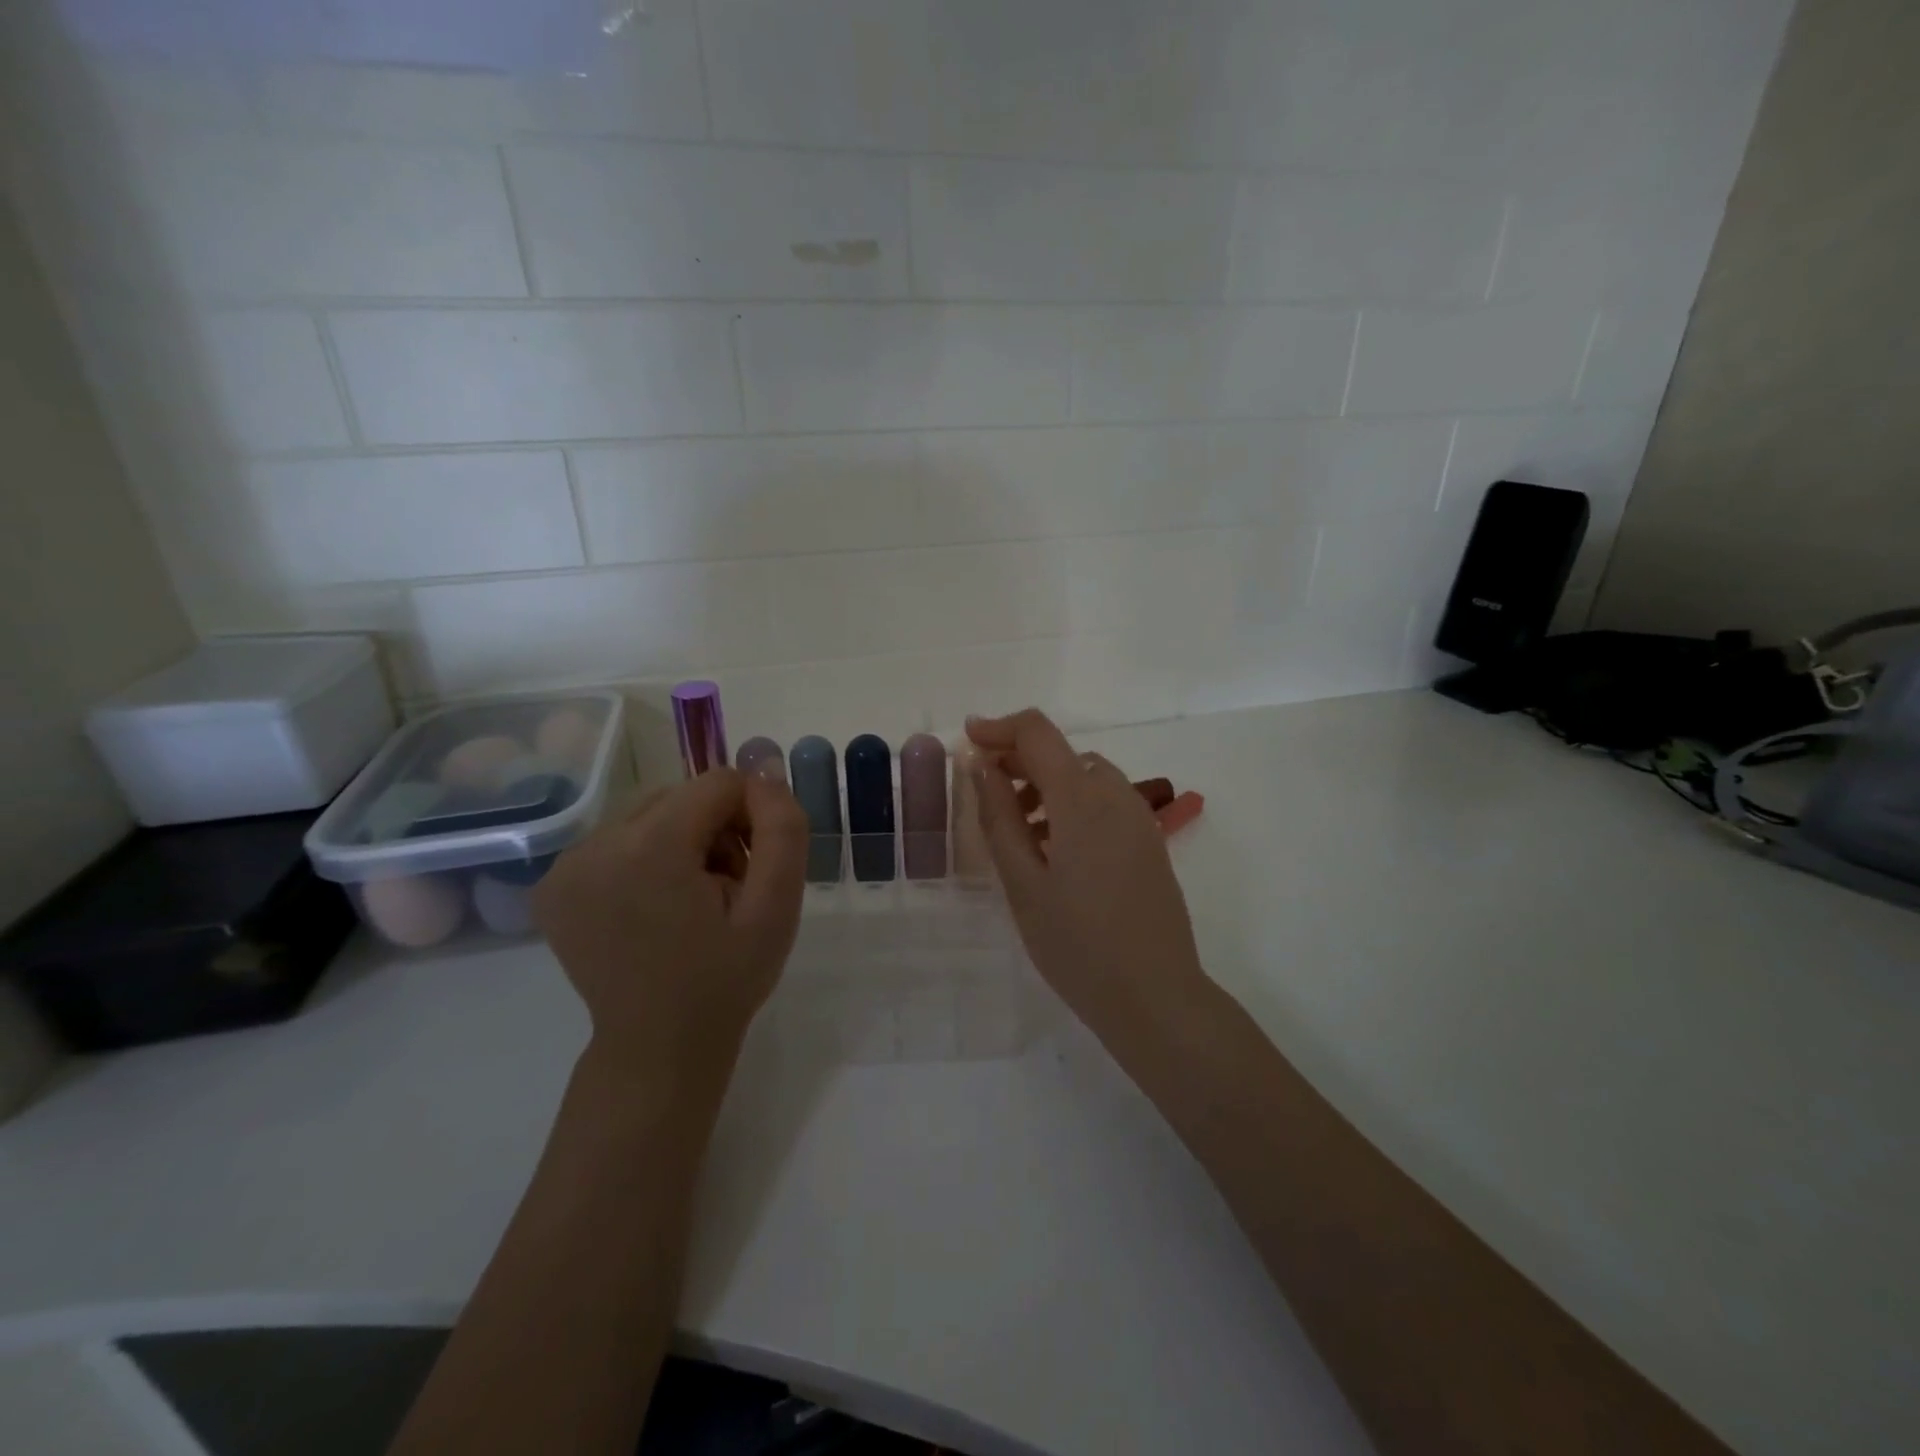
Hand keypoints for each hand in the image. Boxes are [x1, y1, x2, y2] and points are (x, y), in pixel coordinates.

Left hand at [533, 768, 807, 1078]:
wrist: (657, 1048)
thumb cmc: (725, 980)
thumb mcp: (776, 907)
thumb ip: (782, 830)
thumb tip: (765, 771)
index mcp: (650, 848)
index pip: (718, 784)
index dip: (750, 815)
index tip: (755, 867)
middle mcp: (595, 843)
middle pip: (680, 796)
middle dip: (715, 829)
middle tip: (728, 889)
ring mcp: (566, 865)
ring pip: (649, 814)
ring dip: (682, 841)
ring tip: (693, 899)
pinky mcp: (553, 884)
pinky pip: (617, 840)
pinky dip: (645, 857)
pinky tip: (653, 905)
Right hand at [966, 709, 1208, 1038]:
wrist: (1155, 997)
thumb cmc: (1077, 944)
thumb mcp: (1023, 882)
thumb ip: (999, 817)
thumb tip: (982, 766)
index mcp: (1082, 799)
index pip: (1038, 733)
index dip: (999, 727)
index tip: (968, 740)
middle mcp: (1117, 795)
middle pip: (1063, 753)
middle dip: (1019, 759)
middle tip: (984, 791)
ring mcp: (1139, 819)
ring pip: (1085, 777)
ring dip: (1046, 784)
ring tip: (1016, 828)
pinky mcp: (1150, 842)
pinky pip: (1105, 802)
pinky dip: (1072, 804)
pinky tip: (1054, 848)